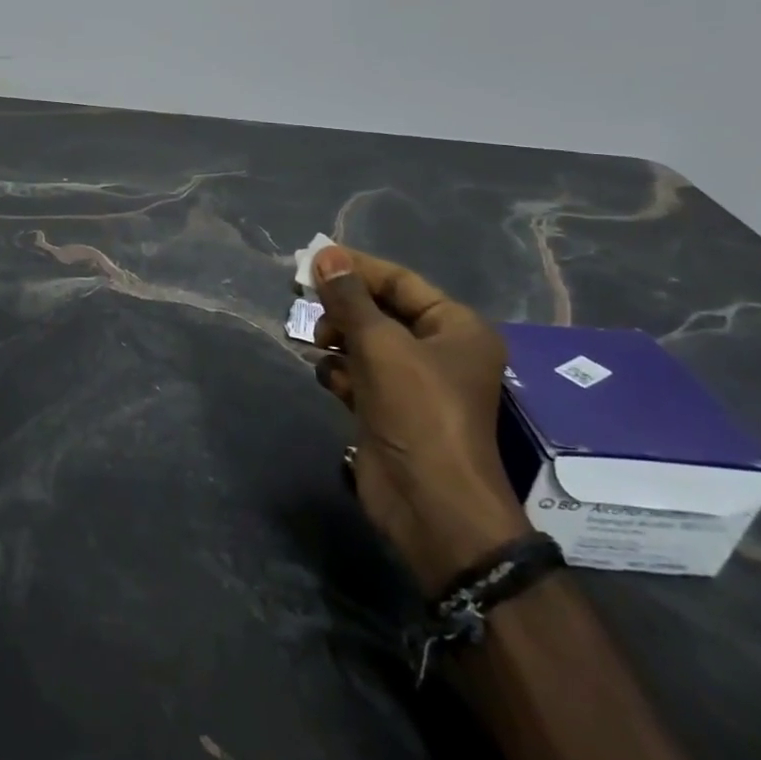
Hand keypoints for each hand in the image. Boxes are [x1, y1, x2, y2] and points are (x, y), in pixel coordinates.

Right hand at [311, 245, 532, 593]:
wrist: (430, 504)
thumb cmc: (417, 411)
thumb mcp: (380, 345)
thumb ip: (349, 298)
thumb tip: (325, 255)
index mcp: (456, 328)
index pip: (401, 282)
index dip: (357, 268)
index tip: (312, 260)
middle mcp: (439, 351)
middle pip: (381, 311)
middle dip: (343, 306)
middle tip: (305, 301)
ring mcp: (414, 384)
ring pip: (366, 343)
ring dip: (337, 339)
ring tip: (316, 343)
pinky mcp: (389, 411)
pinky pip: (359, 375)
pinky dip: (340, 371)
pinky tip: (328, 377)